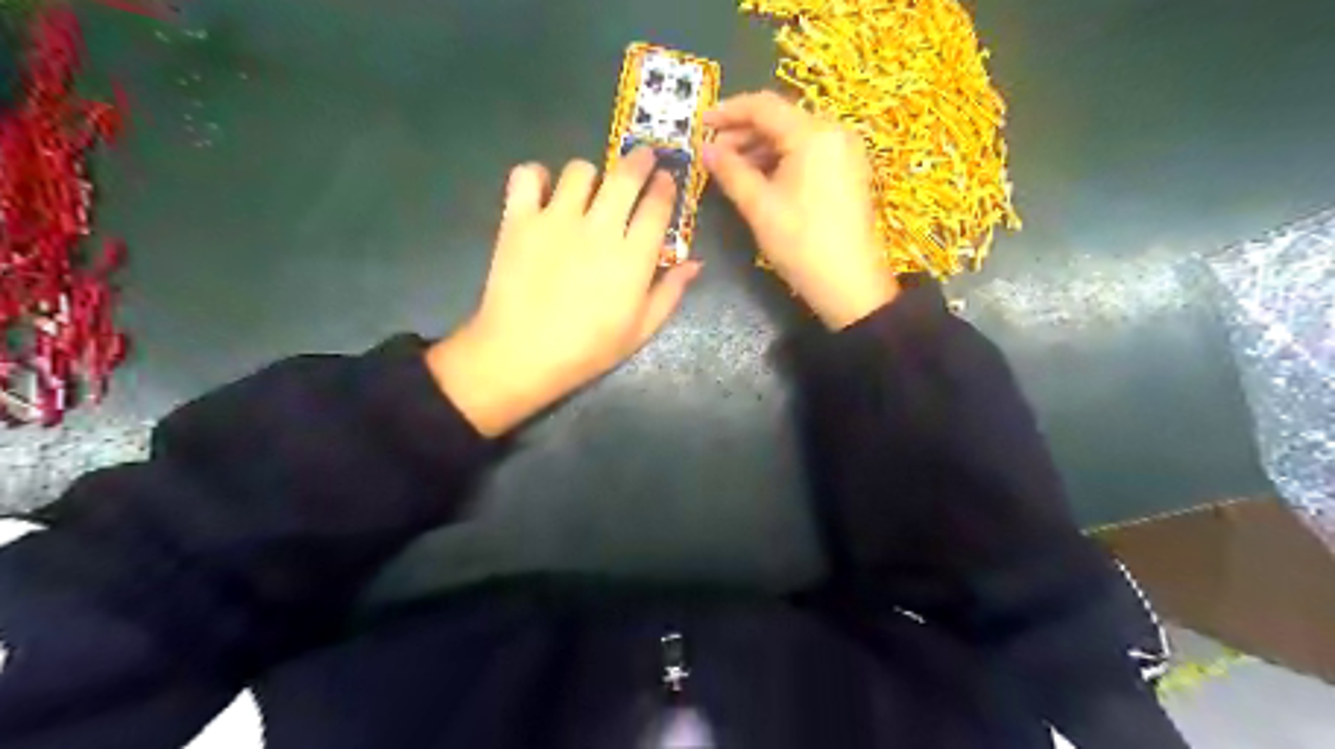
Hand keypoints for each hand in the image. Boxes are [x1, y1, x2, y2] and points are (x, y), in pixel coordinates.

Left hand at [426, 147, 701, 433]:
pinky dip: (535, 177)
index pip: (658, 205)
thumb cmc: (588, 349)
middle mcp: (599, 228)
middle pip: (625, 175)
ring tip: (588, 189)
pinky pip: (527, 176)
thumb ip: (670, 293)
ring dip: (591, 175)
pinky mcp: (519, 219)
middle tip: (642, 159)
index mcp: (633, 256)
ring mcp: (557, 219)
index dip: (666, 187)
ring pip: (580, 171)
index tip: (667, 179)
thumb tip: (695, 263)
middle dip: (640, 160)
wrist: (521, 355)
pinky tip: (541, 191)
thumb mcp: (640, 331)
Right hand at [708, 90, 896, 330]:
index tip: (701, 124)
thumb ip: (730, 172)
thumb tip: (706, 150)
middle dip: (743, 132)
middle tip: (713, 152)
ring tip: (731, 168)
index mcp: (813, 134)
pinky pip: (809, 153)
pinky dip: (781, 160)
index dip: (728, 111)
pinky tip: (760, 177)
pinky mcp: (848, 172)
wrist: (850, 284)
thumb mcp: (759, 207)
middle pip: (781, 119)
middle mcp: (834, 132)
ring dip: (760, 148)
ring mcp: (845, 152)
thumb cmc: (801, 244)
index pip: (764, 106)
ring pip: (794, 137)